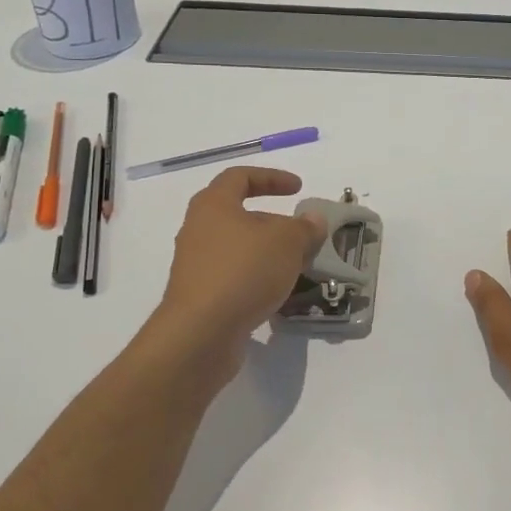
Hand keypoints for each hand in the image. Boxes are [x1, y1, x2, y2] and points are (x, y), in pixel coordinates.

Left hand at [156, 168, 326, 353]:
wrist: (200, 334)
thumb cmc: (243, 272)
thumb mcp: (287, 242)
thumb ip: (304, 228)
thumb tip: (313, 220)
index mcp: (213, 205)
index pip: (240, 177)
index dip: (271, 178)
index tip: (298, 189)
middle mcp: (199, 230)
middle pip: (239, 215)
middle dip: (274, 222)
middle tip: (302, 235)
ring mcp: (196, 265)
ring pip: (238, 249)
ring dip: (268, 253)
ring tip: (297, 266)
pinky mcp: (200, 296)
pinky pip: (234, 277)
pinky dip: (257, 278)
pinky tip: (279, 292)